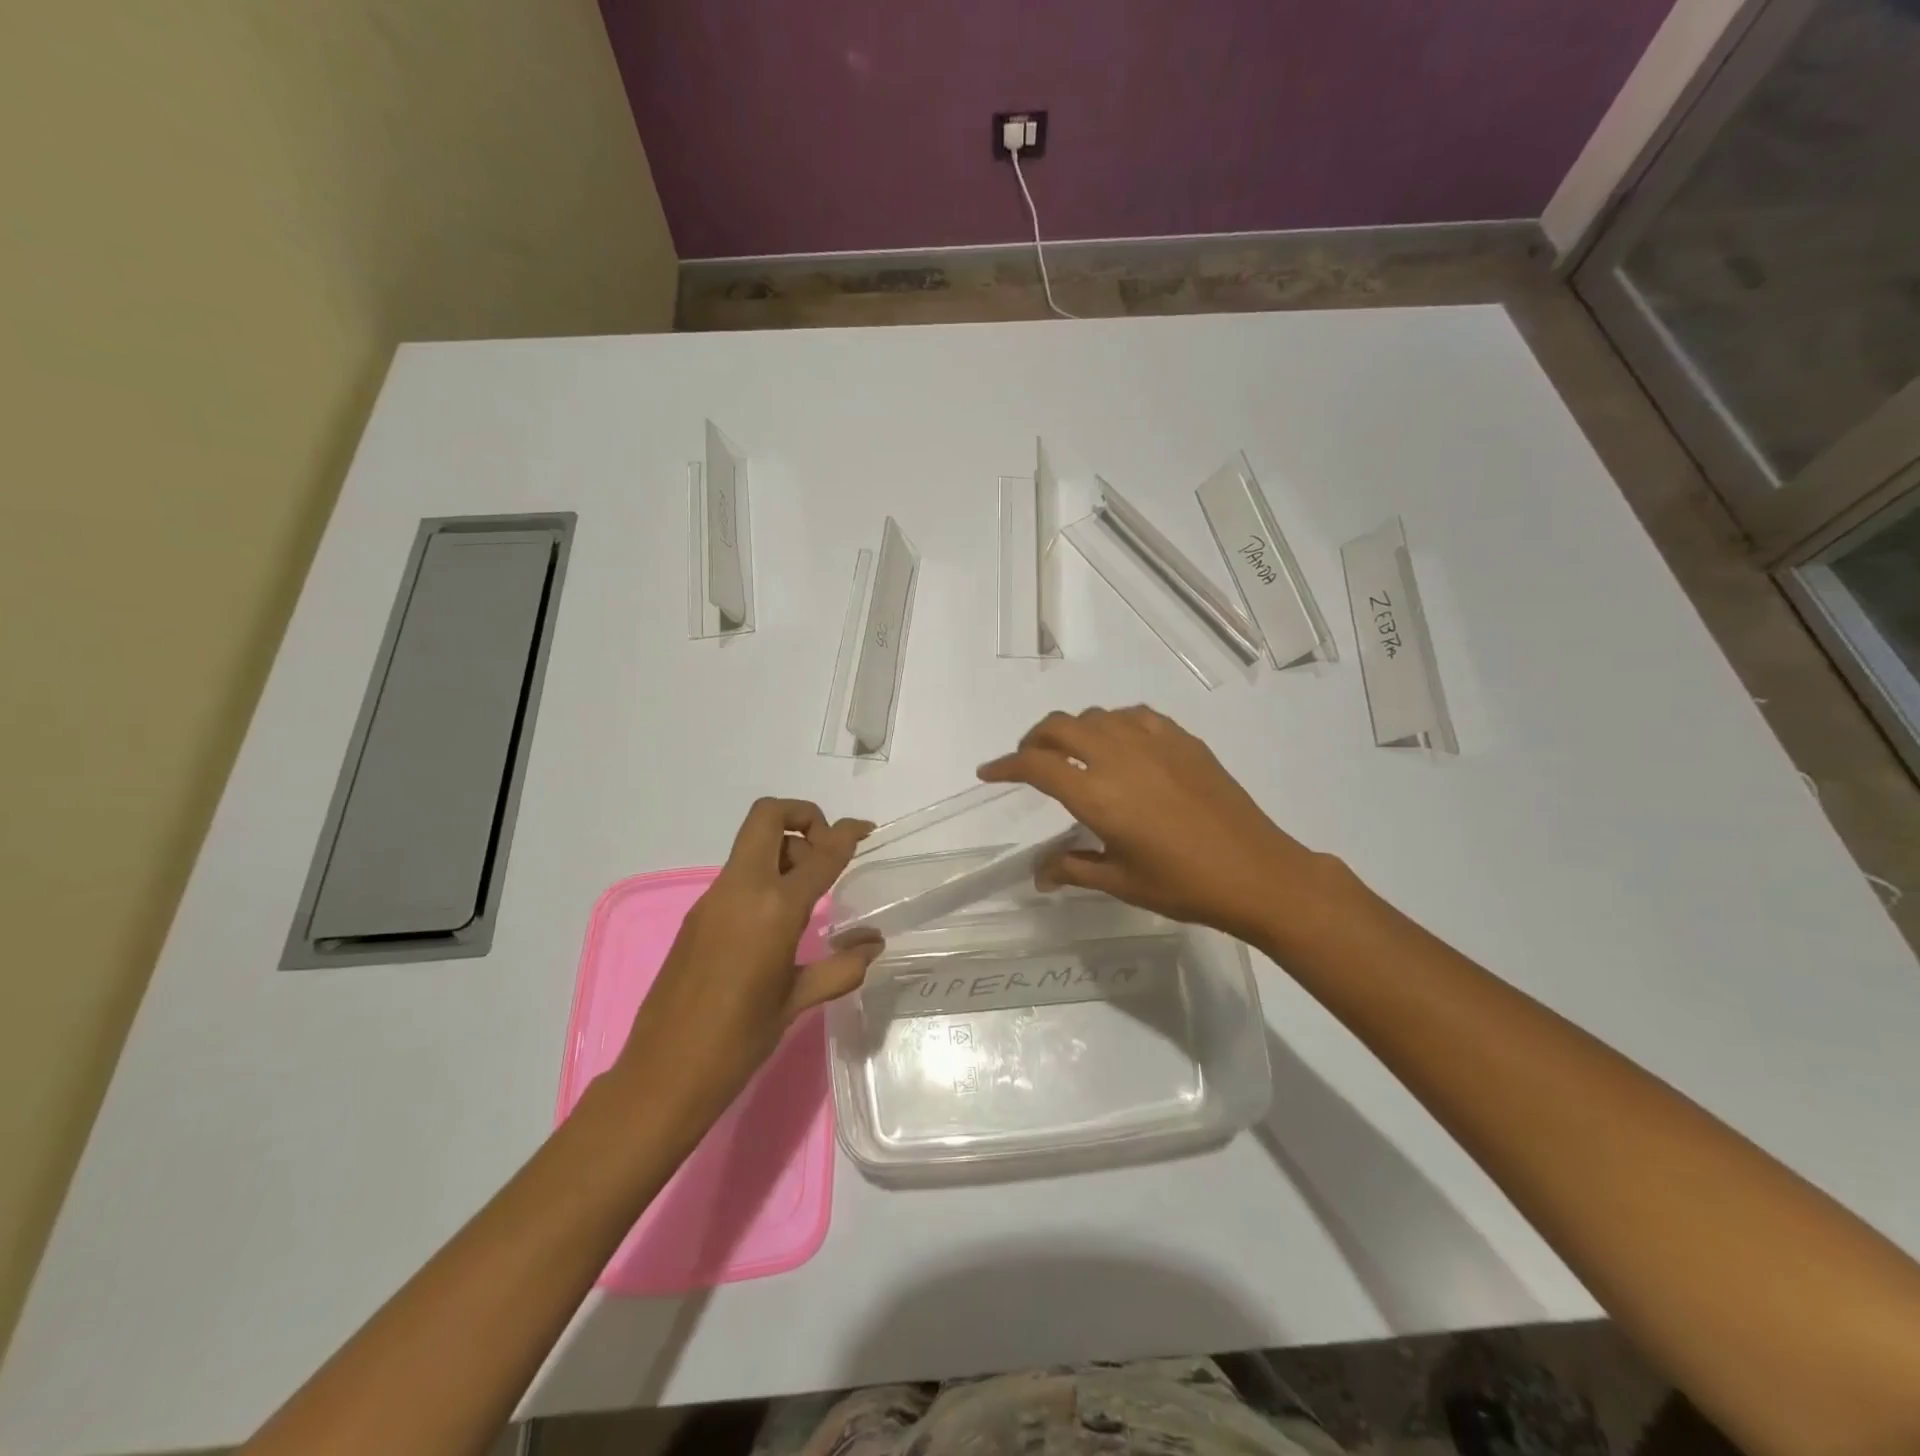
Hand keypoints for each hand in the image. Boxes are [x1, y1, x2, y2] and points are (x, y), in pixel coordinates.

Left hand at [614, 799, 880, 1118]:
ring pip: (752, 843)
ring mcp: (713, 899)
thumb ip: (841, 967)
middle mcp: (742, 889)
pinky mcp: (697, 915)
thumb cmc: (739, 1041)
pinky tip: (777, 921)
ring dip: (784, 848)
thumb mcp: (797, 1001)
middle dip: (804, 817)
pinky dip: (765, 874)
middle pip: (768, 816)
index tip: (864, 828)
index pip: (820, 853)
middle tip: (825, 853)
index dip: (846, 832)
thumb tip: (873, 944)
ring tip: (807, 894)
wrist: (663, 1074)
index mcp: (774, 909)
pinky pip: (738, 874)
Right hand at [978, 706, 1322, 943]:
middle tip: (1028, 762)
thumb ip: (1072, 868)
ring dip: (1073, 730)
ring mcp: (1154, 742)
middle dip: (1034, 740)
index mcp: (1097, 794)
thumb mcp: (1120, 881)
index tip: (988, 772)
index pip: (1036, 766)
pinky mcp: (1183, 740)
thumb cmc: (1183, 885)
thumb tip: (1038, 875)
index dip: (1005, 766)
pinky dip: (1113, 724)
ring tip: (1074, 755)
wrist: (1257, 872)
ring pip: (1096, 716)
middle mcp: (1119, 757)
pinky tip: (1121, 746)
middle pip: (1059, 726)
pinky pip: (1134, 716)